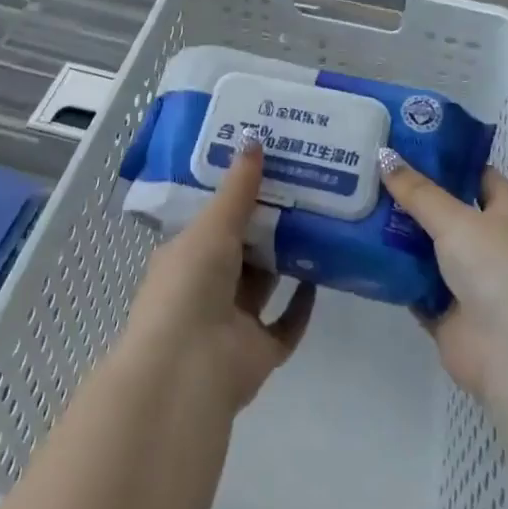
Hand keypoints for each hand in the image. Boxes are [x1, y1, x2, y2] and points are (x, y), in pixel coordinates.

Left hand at [122, 133, 316, 410]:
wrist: (189, 370)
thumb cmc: (189, 286)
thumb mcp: (213, 226)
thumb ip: (237, 188)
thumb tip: (254, 138)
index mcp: (184, 256)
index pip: (211, 218)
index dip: (234, 193)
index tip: (264, 164)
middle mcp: (207, 287)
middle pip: (242, 249)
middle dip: (267, 222)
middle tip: (301, 185)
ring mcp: (233, 321)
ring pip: (265, 283)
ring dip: (286, 258)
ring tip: (318, 219)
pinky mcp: (260, 351)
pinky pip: (287, 323)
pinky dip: (302, 303)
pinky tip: (322, 274)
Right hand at [377, 152, 507, 399]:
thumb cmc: (497, 269)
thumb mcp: (456, 219)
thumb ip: (418, 191)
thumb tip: (383, 155)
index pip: (478, 176)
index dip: (447, 159)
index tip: (408, 143)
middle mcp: (492, 246)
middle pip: (448, 212)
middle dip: (412, 196)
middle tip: (370, 171)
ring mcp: (470, 282)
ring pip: (428, 250)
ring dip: (398, 234)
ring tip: (357, 204)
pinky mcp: (448, 314)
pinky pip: (415, 285)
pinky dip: (394, 273)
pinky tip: (362, 251)